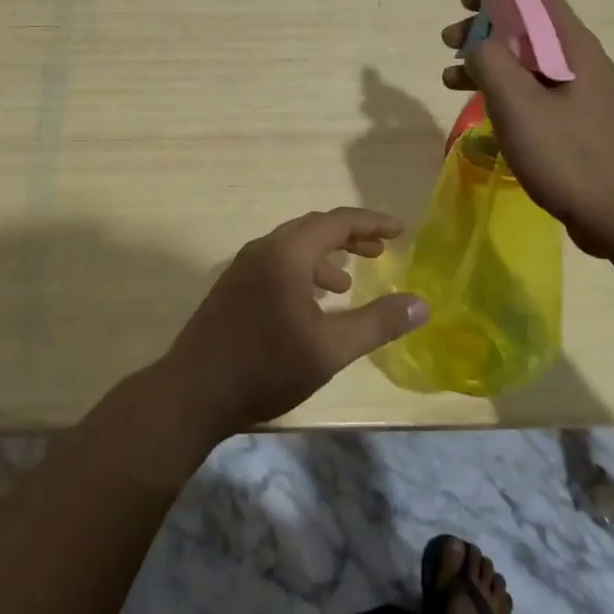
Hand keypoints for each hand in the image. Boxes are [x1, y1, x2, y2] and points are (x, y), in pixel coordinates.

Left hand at [163, 208, 427, 437]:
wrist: (193, 392)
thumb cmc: (266, 367)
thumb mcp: (330, 349)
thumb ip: (377, 322)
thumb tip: (421, 303)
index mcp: (286, 253)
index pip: (336, 221)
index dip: (371, 223)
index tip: (400, 230)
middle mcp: (263, 249)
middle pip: (313, 228)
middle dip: (349, 237)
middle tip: (381, 251)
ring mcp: (243, 267)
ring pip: (293, 247)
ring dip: (325, 256)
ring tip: (348, 283)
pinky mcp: (233, 287)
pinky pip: (277, 264)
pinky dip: (303, 271)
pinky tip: (311, 305)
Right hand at [441, 0, 613, 257]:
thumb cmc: (567, 155)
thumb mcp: (517, 104)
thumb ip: (490, 62)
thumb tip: (478, 45)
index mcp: (572, 47)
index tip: (464, 2)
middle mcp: (581, 62)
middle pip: (527, 28)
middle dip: (484, 29)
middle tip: (448, 43)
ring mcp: (582, 94)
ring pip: (527, 62)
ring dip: (488, 62)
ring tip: (450, 79)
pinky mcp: (578, 122)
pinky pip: (535, 91)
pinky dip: (504, 89)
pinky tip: (482, 109)